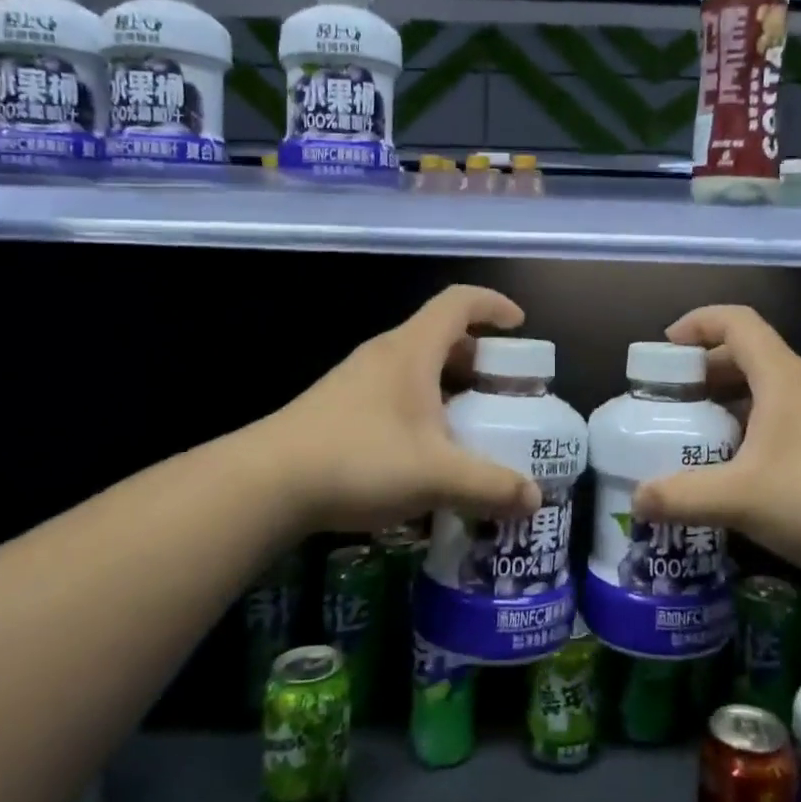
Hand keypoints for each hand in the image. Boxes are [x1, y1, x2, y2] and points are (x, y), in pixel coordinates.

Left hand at [260, 285, 541, 535]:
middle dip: (478, 358)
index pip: (459, 302)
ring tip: (469, 426)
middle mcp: (385, 355)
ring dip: (449, 387)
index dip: (494, 305)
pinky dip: (422, 408)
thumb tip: (534, 498)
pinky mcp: (338, 407)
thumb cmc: (359, 460)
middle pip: (440, 336)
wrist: (266, 483)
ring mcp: (357, 380)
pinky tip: (425, 453)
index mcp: (412, 350)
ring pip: (416, 367)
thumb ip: (490, 485)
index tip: (520, 327)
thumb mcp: (436, 475)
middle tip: (502, 391)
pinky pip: (395, 392)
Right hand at [632, 305, 800, 577]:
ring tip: (696, 434)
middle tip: (670, 400)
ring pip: (765, 389)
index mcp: (781, 377)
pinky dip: (750, 426)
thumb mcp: (740, 498)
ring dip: (727, 401)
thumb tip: (637, 501)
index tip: (665, 349)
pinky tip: (737, 467)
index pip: (736, 322)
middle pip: (747, 354)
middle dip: (703, 370)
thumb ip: (682, 497)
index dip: (697, 323)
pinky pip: (781, 416)